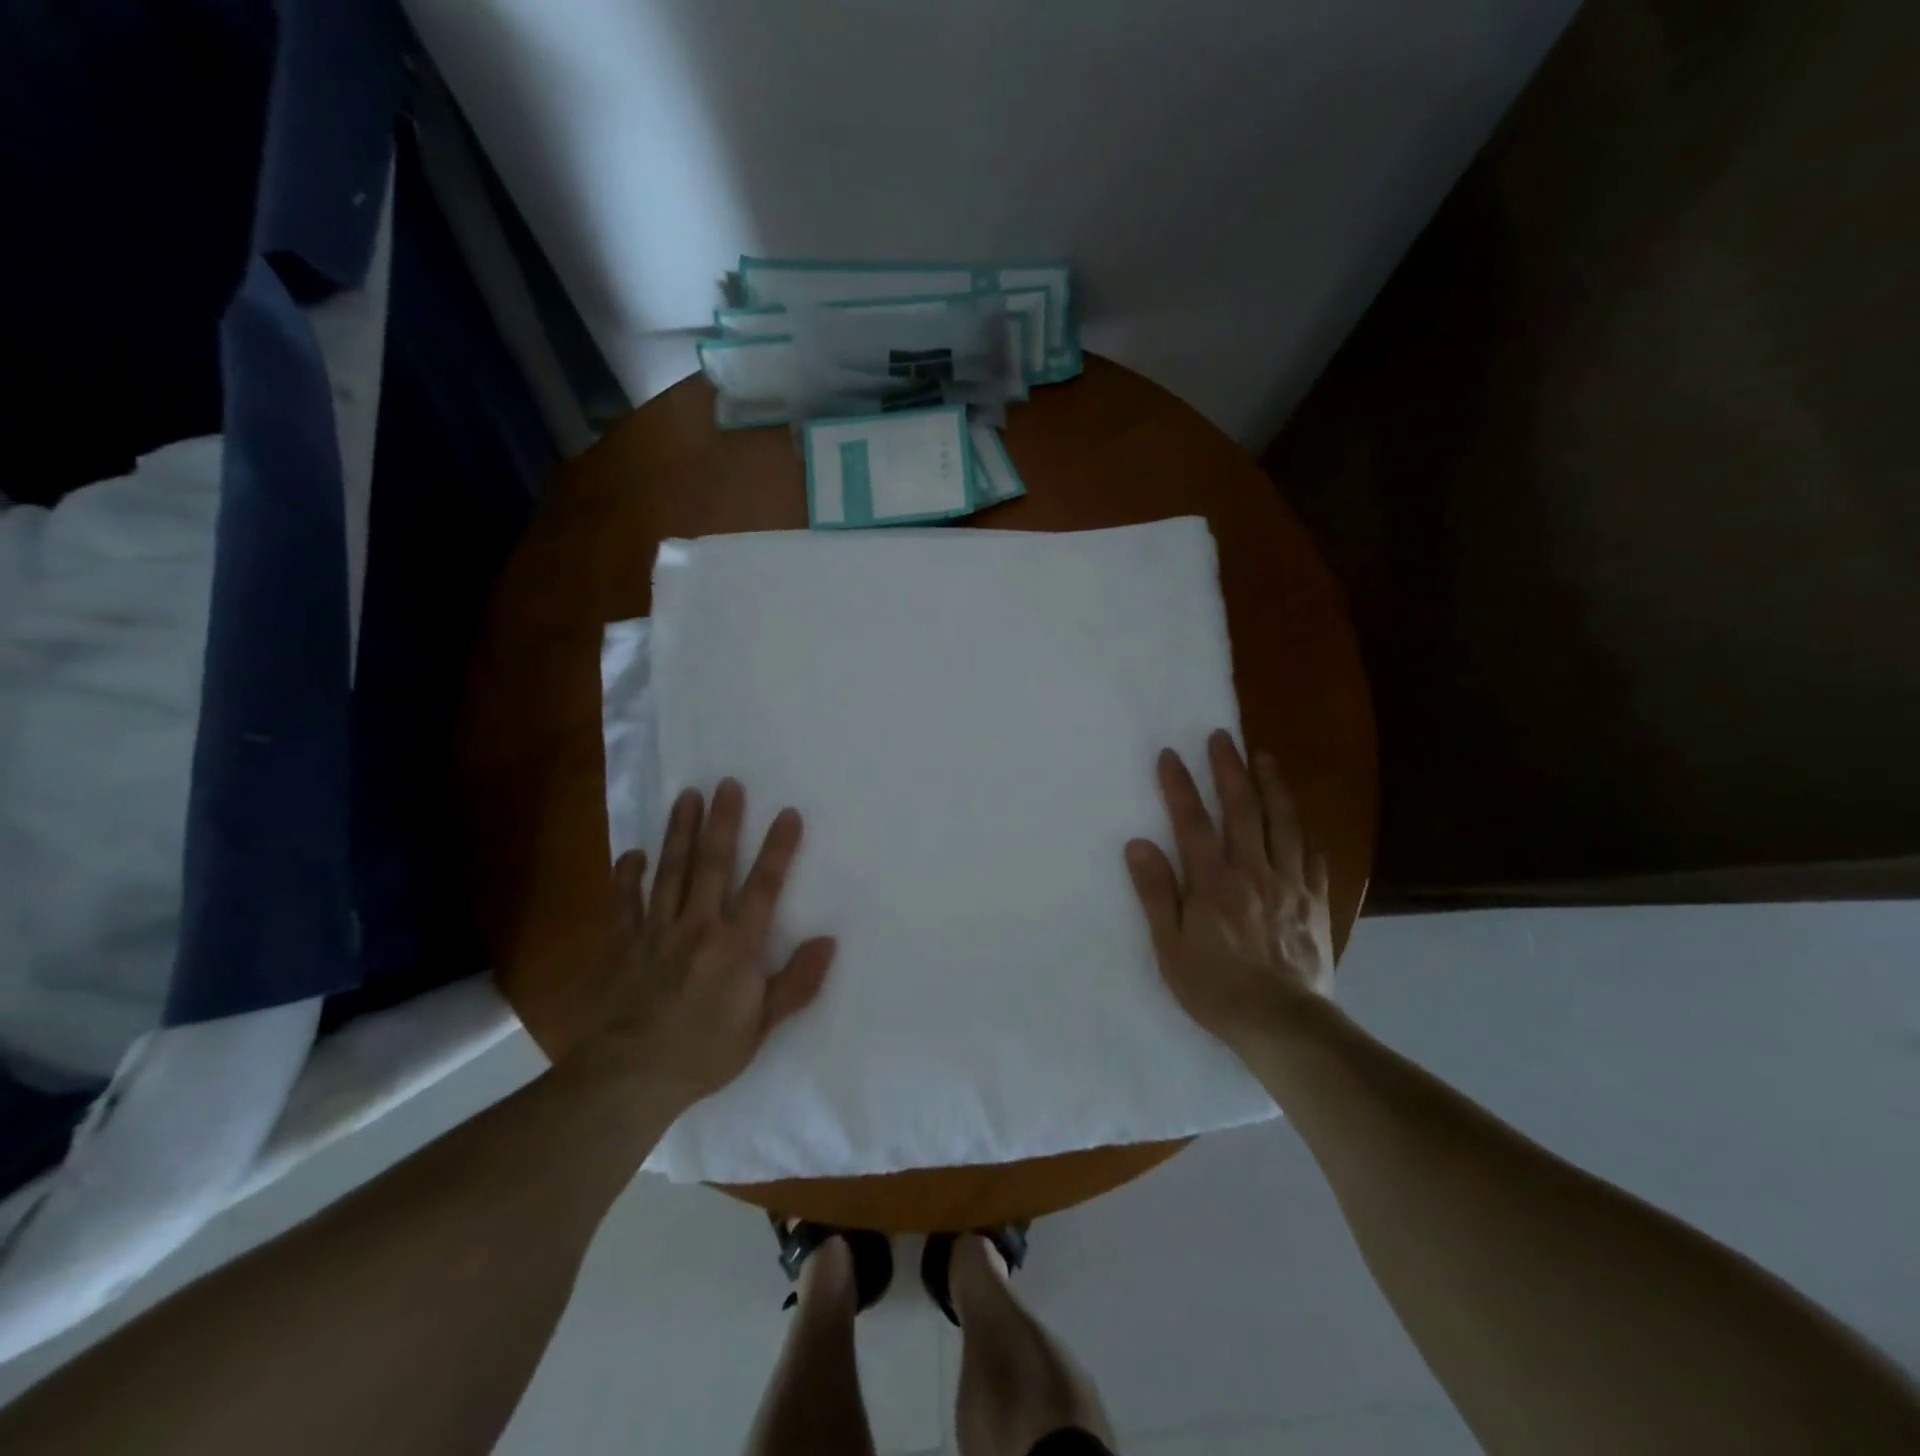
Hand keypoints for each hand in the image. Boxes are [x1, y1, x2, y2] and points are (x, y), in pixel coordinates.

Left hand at [587, 779, 836, 1107]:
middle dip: (723, 822)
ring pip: (671, 871)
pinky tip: (631, 854)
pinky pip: (626, 902)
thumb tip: (828, 941)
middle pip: (713, 864)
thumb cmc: (704, 1053)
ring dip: (679, 832)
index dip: (778, 848)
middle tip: (727, 783)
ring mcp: (657, 931)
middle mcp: (698, 926)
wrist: (629, 1078)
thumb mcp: (762, 1026)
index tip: (787, 813)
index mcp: (736, 944)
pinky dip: (627, 876)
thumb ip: (796, 982)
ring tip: (687, 796)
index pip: (763, 886)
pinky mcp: (625, 943)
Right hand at [1125, 731, 1333, 1053]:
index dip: (1180, 785)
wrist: (1284, 1025)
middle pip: (1242, 808)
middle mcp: (1252, 871)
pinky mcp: (1315, 901)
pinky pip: (1313, 854)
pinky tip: (1301, 816)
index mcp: (1213, 881)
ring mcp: (1290, 883)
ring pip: (1283, 822)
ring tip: (1264, 757)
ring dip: (1272, 785)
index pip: (1192, 821)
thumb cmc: (1216, 989)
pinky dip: (1304, 828)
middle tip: (1222, 737)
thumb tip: (1138, 844)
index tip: (1170, 754)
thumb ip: (1156, 893)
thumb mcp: (1170, 947)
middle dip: (1230, 768)